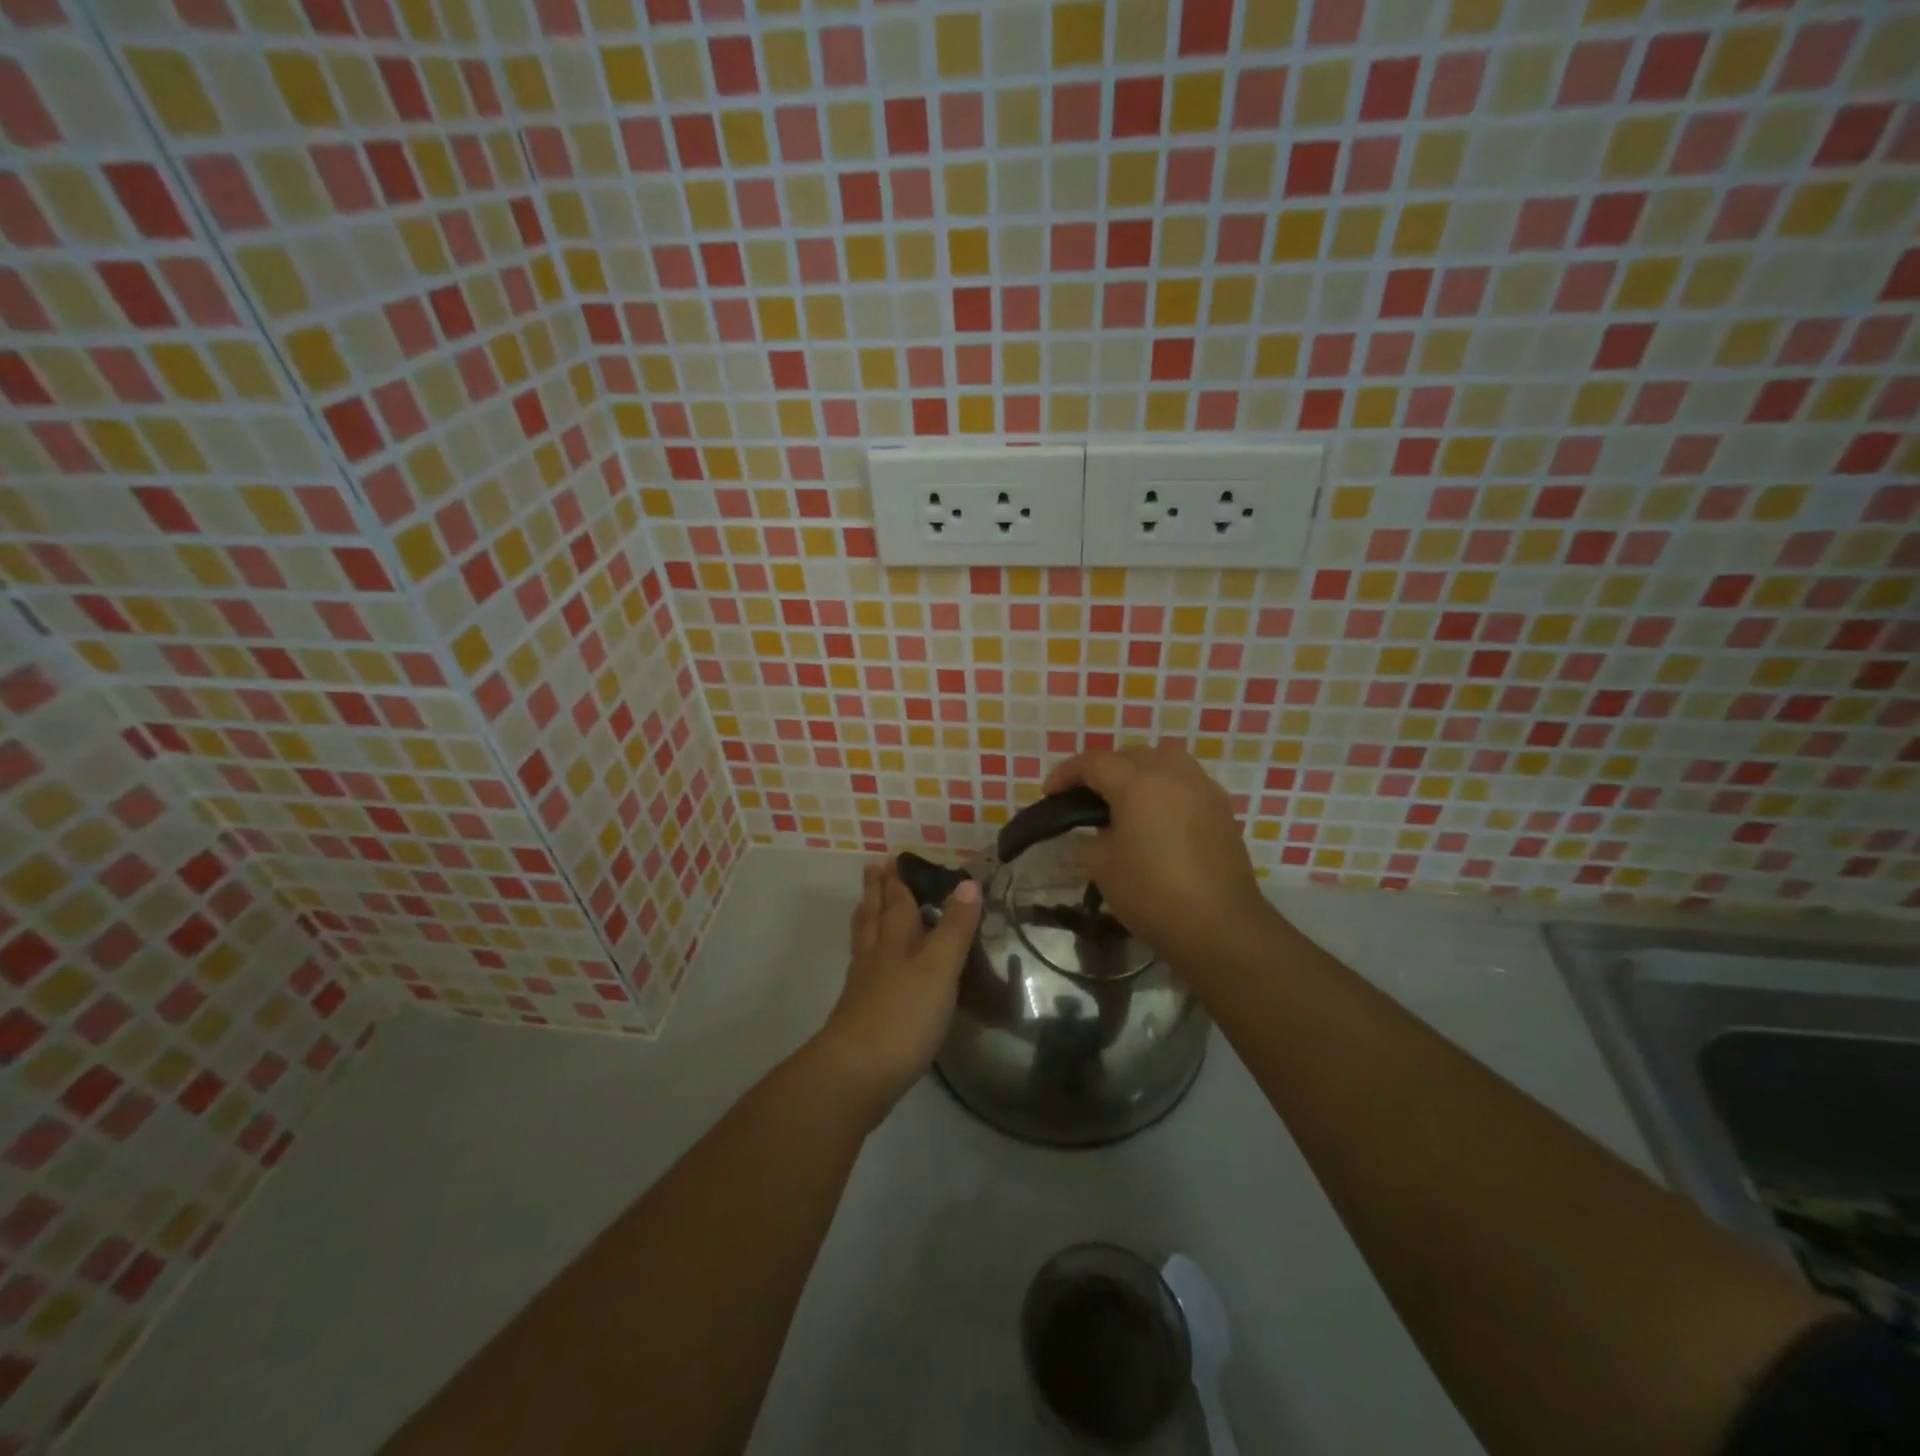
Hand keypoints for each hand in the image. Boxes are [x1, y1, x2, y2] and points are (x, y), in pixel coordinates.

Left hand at [811, 863, 982, 1127]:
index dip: (897, 881)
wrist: (856, 1073)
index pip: (897, 903)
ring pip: (864, 942)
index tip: (891, 858)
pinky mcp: (859, 1015)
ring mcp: (863, 987)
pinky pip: (862, 970)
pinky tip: (869, 966)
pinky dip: (866, 955)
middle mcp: (876, 957)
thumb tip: (968, 883)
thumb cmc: (903, 1015)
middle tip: (873, 869)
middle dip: (877, 892)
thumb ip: (955, 928)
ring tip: (865, 905)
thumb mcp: (939, 968)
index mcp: (896, 941)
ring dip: (867, 919)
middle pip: (874, 916)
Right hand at [1043, 745, 1271, 974]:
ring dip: (1140, 771)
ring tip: (1126, 799)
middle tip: (1086, 797)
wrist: (1219, 925)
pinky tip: (1159, 816)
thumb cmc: (1152, 894)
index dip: (1066, 774)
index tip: (1049, 793)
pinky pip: (1187, 781)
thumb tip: (1096, 829)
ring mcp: (1202, 788)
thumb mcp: (1102, 866)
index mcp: (1137, 783)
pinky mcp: (1221, 808)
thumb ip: (1091, 837)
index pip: (1093, 763)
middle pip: (1130, 755)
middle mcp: (1172, 774)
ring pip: (1165, 760)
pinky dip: (1166, 787)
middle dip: (1104, 769)